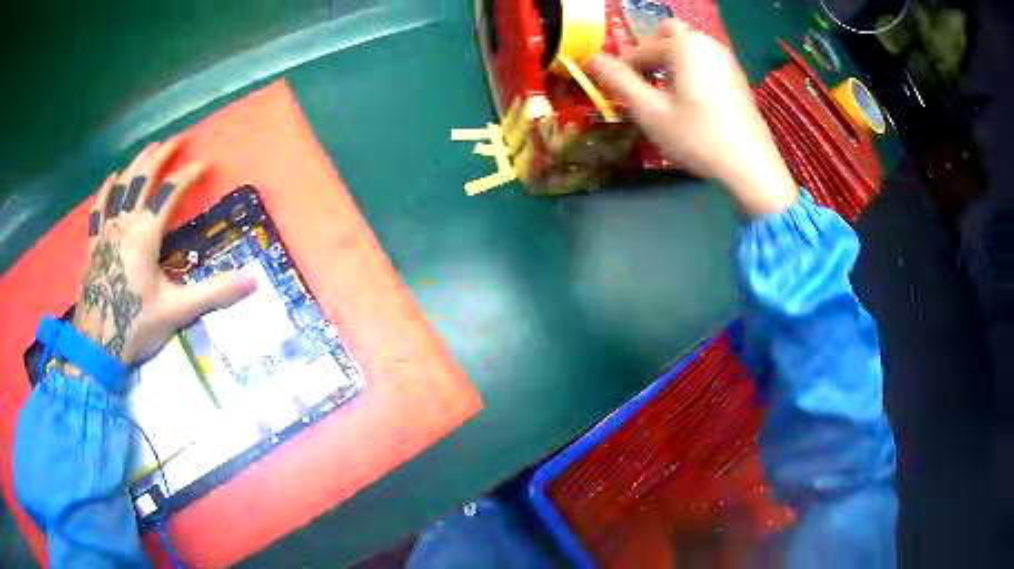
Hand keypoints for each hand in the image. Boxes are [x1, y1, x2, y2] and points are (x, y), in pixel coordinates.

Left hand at [72, 139, 256, 365]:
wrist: (97, 345)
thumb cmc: (135, 325)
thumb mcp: (177, 310)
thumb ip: (213, 292)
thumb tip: (254, 281)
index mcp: (146, 233)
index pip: (170, 191)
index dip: (189, 174)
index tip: (206, 162)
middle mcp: (126, 222)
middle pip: (143, 177)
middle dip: (162, 155)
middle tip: (178, 137)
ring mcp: (107, 231)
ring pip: (121, 186)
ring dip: (137, 163)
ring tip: (150, 148)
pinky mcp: (95, 244)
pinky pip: (99, 209)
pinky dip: (106, 190)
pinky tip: (112, 178)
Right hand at [586, 20, 797, 215]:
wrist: (752, 167)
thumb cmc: (698, 138)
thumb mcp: (651, 112)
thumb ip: (619, 81)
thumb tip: (592, 59)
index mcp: (684, 45)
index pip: (643, 47)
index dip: (626, 67)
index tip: (620, 90)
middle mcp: (707, 43)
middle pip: (669, 34)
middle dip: (651, 53)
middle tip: (644, 81)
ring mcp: (727, 59)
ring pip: (689, 46)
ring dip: (671, 60)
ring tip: (666, 93)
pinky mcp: (738, 77)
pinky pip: (706, 60)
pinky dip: (691, 69)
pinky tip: (692, 99)